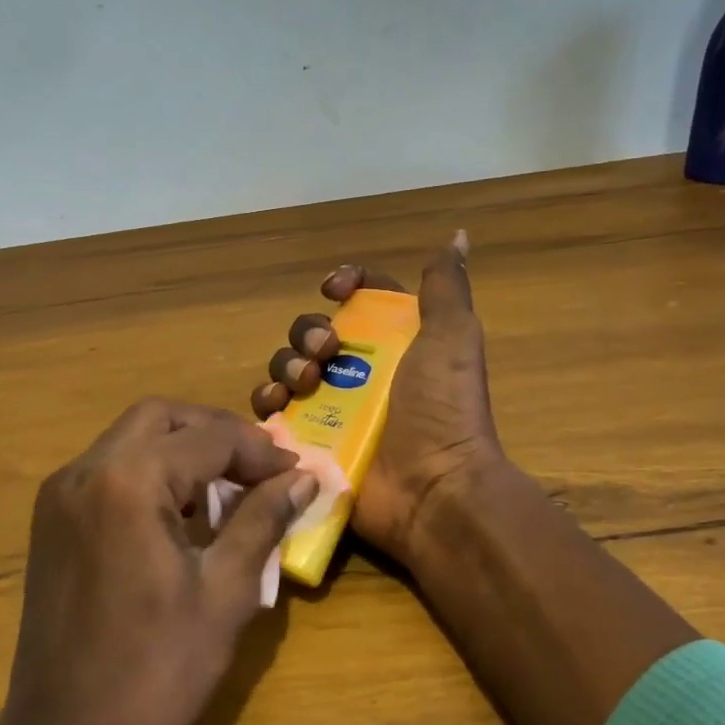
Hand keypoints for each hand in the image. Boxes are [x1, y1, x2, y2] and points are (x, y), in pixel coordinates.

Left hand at [2, 398, 314, 724]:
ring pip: (131, 438)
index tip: (296, 474)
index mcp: (129, 482)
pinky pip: (109, 469)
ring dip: (183, 449)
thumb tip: (303, 479)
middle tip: (261, 468)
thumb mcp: (226, 592)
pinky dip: (151, 471)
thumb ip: (263, 520)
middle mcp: (85, 470)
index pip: (209, 437)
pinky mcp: (51, 521)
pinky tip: (182, 512)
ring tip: (229, 488)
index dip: (260, 451)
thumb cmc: (156, 670)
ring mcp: (60, 494)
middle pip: (162, 417)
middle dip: (217, 433)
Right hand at [251, 232, 502, 564]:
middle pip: (315, 331)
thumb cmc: (443, 409)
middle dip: (310, 332)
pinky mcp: (310, 444)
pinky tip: (277, 405)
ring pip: (288, 367)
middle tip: (326, 352)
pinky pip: (273, 413)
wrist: (433, 489)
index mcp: (395, 343)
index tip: (336, 288)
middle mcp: (362, 372)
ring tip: (304, 384)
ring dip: (287, 364)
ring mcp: (333, 410)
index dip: (346, 284)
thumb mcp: (452, 338)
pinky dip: (268, 402)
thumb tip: (457, 235)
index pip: (362, 297)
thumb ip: (445, 288)